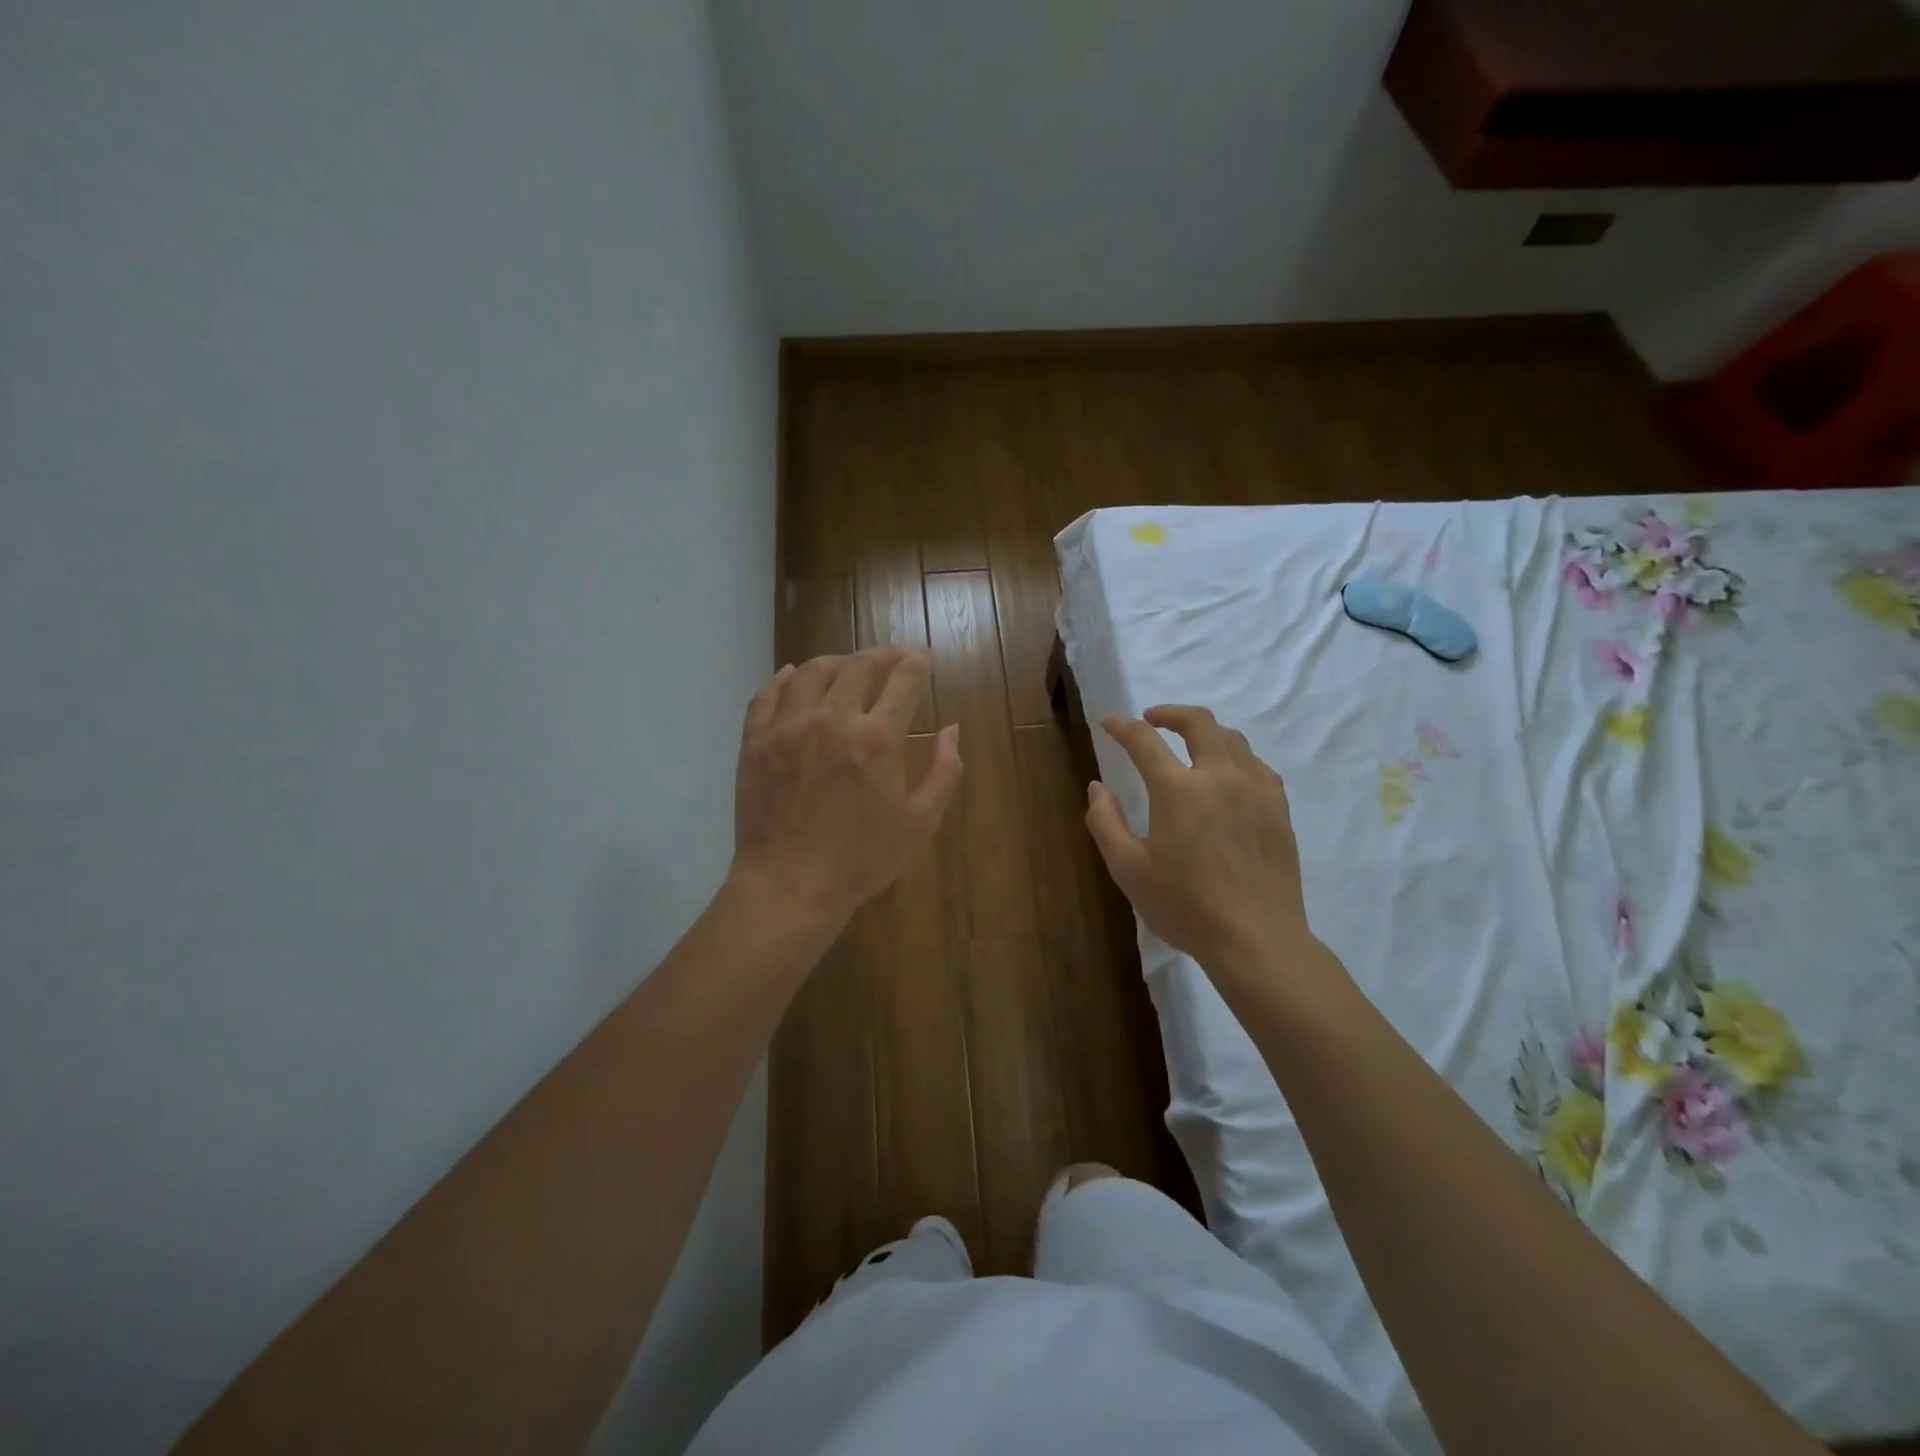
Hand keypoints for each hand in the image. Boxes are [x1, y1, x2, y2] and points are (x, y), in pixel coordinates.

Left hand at [730, 647, 962, 925]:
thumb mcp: (920, 822)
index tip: (925, 658)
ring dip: (836, 661)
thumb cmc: (863, 860)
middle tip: (892, 657)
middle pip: (859, 666)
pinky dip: (782, 679)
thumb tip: (952, 730)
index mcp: (878, 738)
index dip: (918, 662)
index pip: (904, 680)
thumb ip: (944, 771)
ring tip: (847, 665)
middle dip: (882, 654)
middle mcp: (833, 719)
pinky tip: (792, 676)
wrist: (790, 887)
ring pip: (811, 671)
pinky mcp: (756, 742)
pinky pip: (766, 695)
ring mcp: (789, 727)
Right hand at [1085, 705, 1311, 969]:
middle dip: (1171, 713)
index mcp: (1177, 790)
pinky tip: (1228, 774)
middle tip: (1152, 719)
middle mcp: (1219, 777)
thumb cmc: (1185, 906)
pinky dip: (1236, 757)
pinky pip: (1258, 765)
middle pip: (1199, 723)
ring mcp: (1255, 790)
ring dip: (1205, 732)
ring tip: (1189, 744)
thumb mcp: (1128, 870)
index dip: (1122, 726)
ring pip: (1233, 739)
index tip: (1109, 723)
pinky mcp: (1278, 809)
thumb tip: (1097, 787)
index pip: (1144, 740)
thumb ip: (1106, 823)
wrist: (1256, 938)